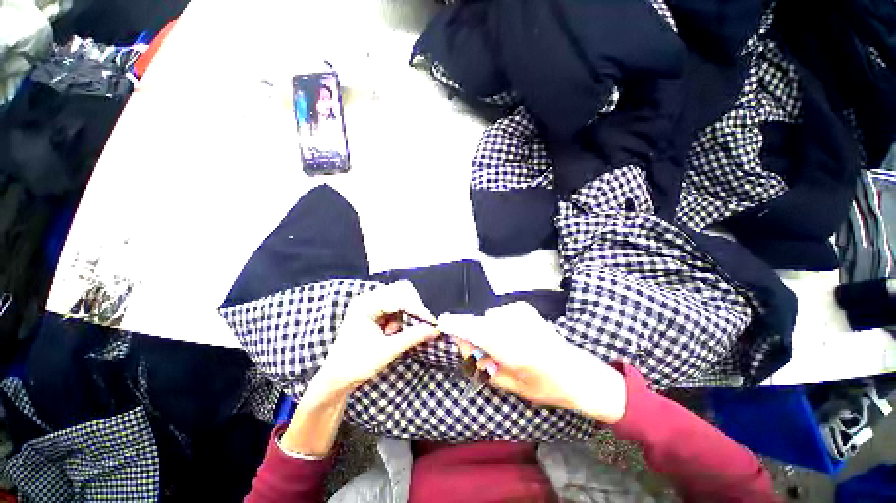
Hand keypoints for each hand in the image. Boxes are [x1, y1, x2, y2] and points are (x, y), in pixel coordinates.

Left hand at [316, 280, 439, 392]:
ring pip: (400, 297)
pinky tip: (391, 332)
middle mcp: (368, 298)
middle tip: (421, 324)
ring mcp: (371, 303)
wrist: (337, 378)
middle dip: (414, 308)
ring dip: (405, 314)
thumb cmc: (357, 364)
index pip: (400, 298)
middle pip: (401, 291)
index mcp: (366, 304)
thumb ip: (413, 337)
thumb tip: (435, 330)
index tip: (432, 322)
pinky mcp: (374, 310)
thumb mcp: (387, 351)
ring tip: (393, 334)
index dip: (418, 310)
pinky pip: (396, 306)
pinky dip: (400, 318)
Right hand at [438, 302, 627, 423]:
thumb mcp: (509, 384)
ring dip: (489, 331)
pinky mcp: (524, 308)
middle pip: (480, 323)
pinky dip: (500, 324)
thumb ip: (483, 364)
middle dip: (475, 337)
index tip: (443, 321)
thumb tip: (467, 346)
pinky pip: (500, 314)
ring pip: (489, 318)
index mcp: (511, 348)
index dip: (457, 325)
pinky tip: (514, 335)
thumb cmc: (543, 385)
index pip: (476, 331)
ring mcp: (521, 313)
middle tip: (484, 355)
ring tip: (505, 346)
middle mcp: (514, 325)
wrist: (575, 371)